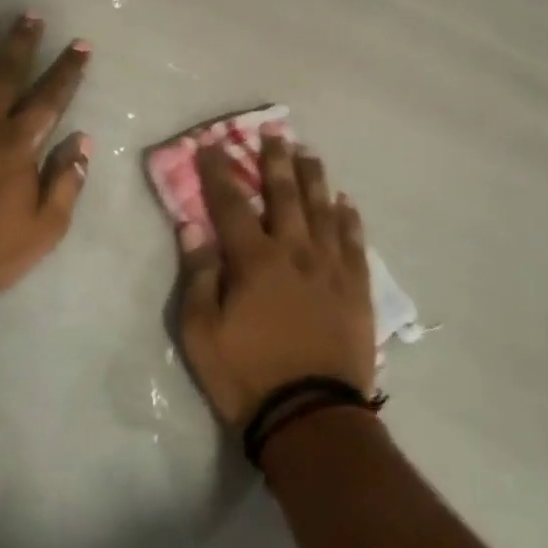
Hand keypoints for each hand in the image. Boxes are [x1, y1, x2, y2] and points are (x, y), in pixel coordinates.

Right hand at [175, 126, 376, 431]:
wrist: (313, 416)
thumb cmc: (248, 376)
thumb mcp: (202, 333)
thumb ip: (199, 276)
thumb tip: (192, 227)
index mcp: (255, 259)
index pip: (231, 203)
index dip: (219, 171)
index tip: (211, 144)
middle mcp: (295, 250)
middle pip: (284, 194)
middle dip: (275, 159)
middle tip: (274, 130)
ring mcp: (330, 266)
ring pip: (323, 208)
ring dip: (314, 177)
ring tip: (309, 152)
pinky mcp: (356, 286)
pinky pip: (354, 240)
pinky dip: (348, 217)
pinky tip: (345, 202)